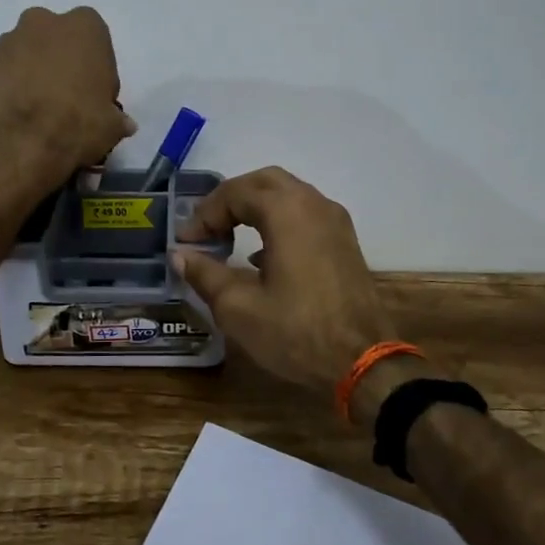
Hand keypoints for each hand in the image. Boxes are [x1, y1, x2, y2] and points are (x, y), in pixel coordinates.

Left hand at [0, 6, 135, 187]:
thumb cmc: (79, 121)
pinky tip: (20, 114)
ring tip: (39, 109)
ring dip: (34, 72)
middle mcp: (45, 22)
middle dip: (60, 61)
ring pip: (28, 53)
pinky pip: (6, 72)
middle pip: (57, 40)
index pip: (96, 41)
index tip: (95, 95)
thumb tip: (124, 124)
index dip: (96, 69)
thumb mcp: (112, 124)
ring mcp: (11, 40)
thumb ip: (117, 118)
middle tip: (66, 98)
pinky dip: (13, 87)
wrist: (23, 141)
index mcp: (85, 26)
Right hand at [171, 167, 407, 409]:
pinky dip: (278, 221)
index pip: (235, 193)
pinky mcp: (345, 242)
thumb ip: (205, 274)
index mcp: (286, 211)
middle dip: (230, 200)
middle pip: (263, 182)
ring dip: (255, 208)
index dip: (204, 214)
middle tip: (206, 228)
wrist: (364, 362)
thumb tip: (180, 254)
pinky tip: (261, 256)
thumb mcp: (238, 307)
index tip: (186, 242)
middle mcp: (313, 204)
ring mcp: (335, 221)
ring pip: (288, 195)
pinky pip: (305, 214)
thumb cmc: (295, 332)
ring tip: (228, 237)